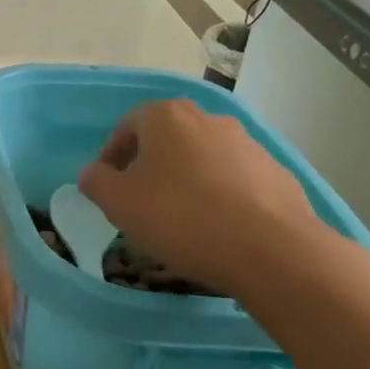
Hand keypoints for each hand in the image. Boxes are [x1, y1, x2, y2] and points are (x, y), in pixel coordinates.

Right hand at [77, 100, 338, 300]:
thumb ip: (96, 182)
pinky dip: (219, 194)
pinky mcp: (276, 172)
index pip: (128, 125)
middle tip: (141, 198)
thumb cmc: (181, 218)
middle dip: (150, 164)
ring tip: (180, 217)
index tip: (108, 185)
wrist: (272, 251)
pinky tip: (217, 226)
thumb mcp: (119, 203)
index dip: (112, 154)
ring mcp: (247, 144)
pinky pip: (234, 178)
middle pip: (167, 137)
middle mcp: (208, 119)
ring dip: (186, 178)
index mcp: (166, 117)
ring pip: (202, 156)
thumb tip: (93, 173)